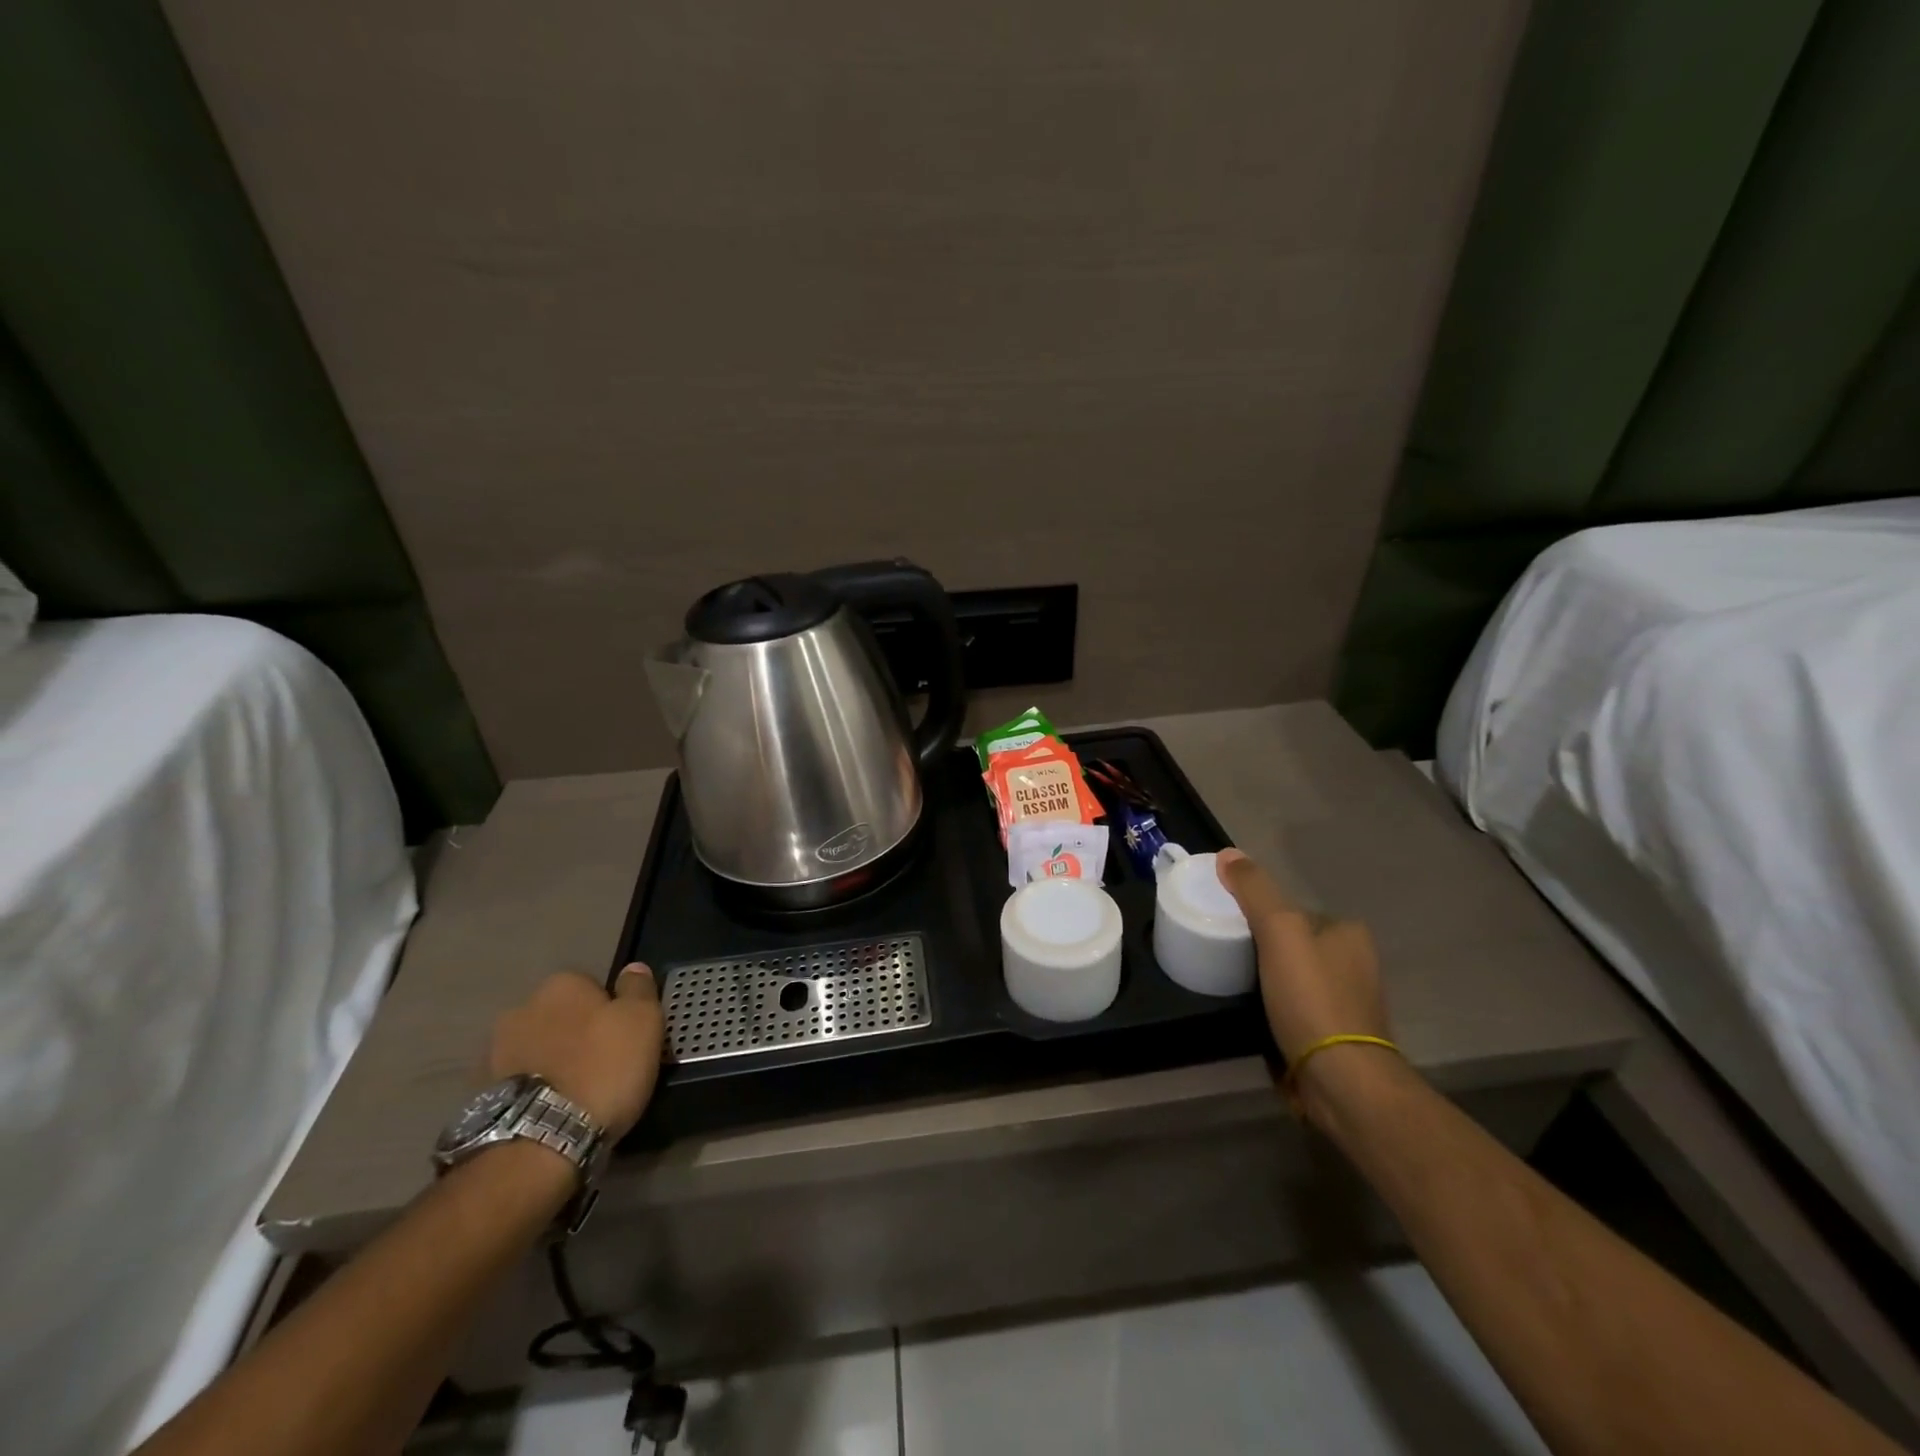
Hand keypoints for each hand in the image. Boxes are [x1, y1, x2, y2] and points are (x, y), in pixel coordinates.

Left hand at [488, 965, 663, 1139]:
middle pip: (561, 1016)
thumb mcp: (643, 1021)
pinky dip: (532, 1089)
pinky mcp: (480, 1093)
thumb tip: (633, 969)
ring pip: (537, 1048)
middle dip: (576, 1034)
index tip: (623, 1038)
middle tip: (602, 1065)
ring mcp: (495, 1051)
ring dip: (551, 1061)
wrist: (540, 1142)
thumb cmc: (603, 1069)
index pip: (593, 987)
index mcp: (562, 984)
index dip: (611, 1011)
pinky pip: (518, 1081)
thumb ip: (639, 988)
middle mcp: (522, 1008)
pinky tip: (550, 1110)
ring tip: (574, 1093)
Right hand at [1214, 849, 1392, 1108]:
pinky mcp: (1340, 1039)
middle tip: (1231, 958)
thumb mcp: (1278, 930)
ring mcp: (1352, 1004)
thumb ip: (1254, 890)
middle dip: (1267, 950)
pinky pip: (1301, 1010)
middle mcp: (1358, 964)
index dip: (1263, 915)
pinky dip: (1282, 1011)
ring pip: (1299, 978)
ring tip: (1238, 988)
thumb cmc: (1311, 997)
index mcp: (1350, 934)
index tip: (1233, 928)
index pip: (1297, 911)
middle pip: (1297, 944)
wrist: (1341, 1080)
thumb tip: (1228, 854)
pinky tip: (1262, 1018)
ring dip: (1274, 982)